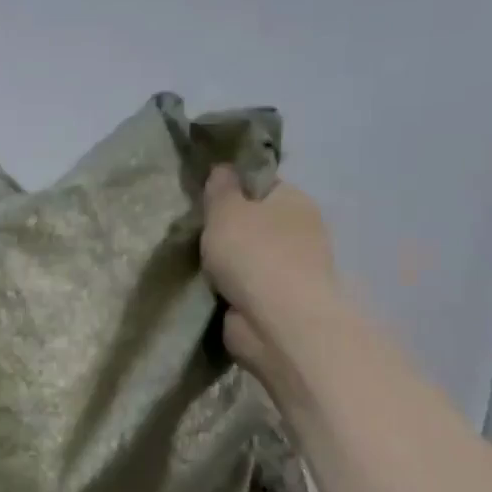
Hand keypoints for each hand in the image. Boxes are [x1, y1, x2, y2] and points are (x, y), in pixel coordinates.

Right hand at [201, 168, 335, 366]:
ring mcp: (291, 269)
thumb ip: (221, 188)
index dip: (232, 187)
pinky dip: (228, 288)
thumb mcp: (226, 209)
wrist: (278, 323)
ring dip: (225, 262)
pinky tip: (204, 288)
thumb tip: (224, 169)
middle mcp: (299, 231)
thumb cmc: (254, 254)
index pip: (261, 183)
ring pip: (247, 256)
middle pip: (254, 221)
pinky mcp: (278, 302)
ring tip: (191, 262)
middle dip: (226, 228)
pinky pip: (245, 286)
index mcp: (294, 200)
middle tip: (192, 231)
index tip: (203, 197)